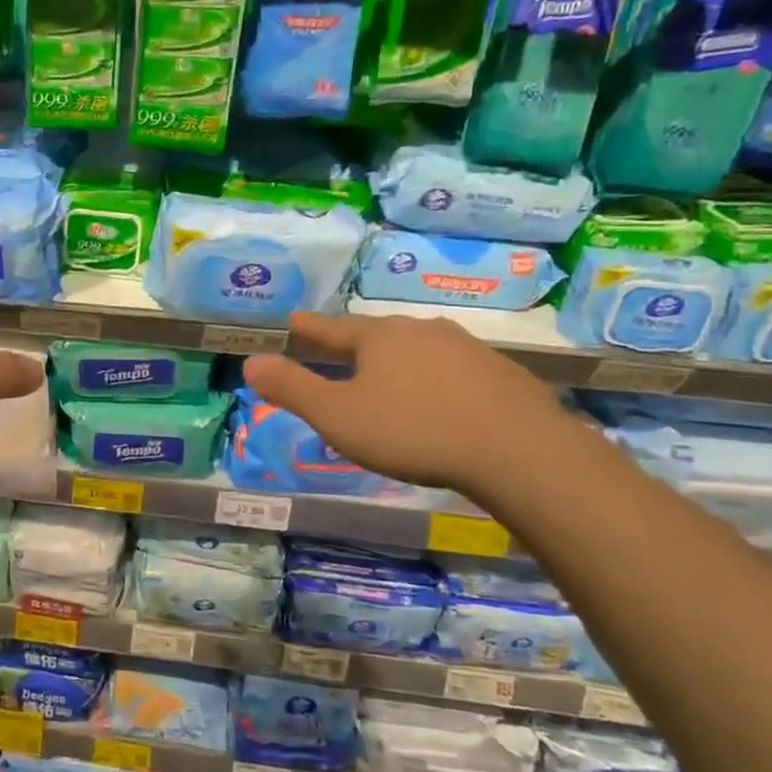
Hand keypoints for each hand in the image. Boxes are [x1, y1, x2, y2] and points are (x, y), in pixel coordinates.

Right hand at [243, 312, 576, 501]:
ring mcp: (467, 349)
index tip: (293, 319)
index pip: (333, 327)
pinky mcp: (502, 374)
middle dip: (356, 344)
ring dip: (399, 360)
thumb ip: (293, 389)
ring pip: (419, 349)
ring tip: (389, 376)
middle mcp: (421, 331)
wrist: (520, 452)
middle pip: (378, 334)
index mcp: (379, 338)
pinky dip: (437, 379)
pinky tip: (441, 399)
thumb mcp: (338, 416)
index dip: (310, 328)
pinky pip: (455, 370)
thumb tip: (251, 362)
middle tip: (340, 350)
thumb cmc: (413, 431)